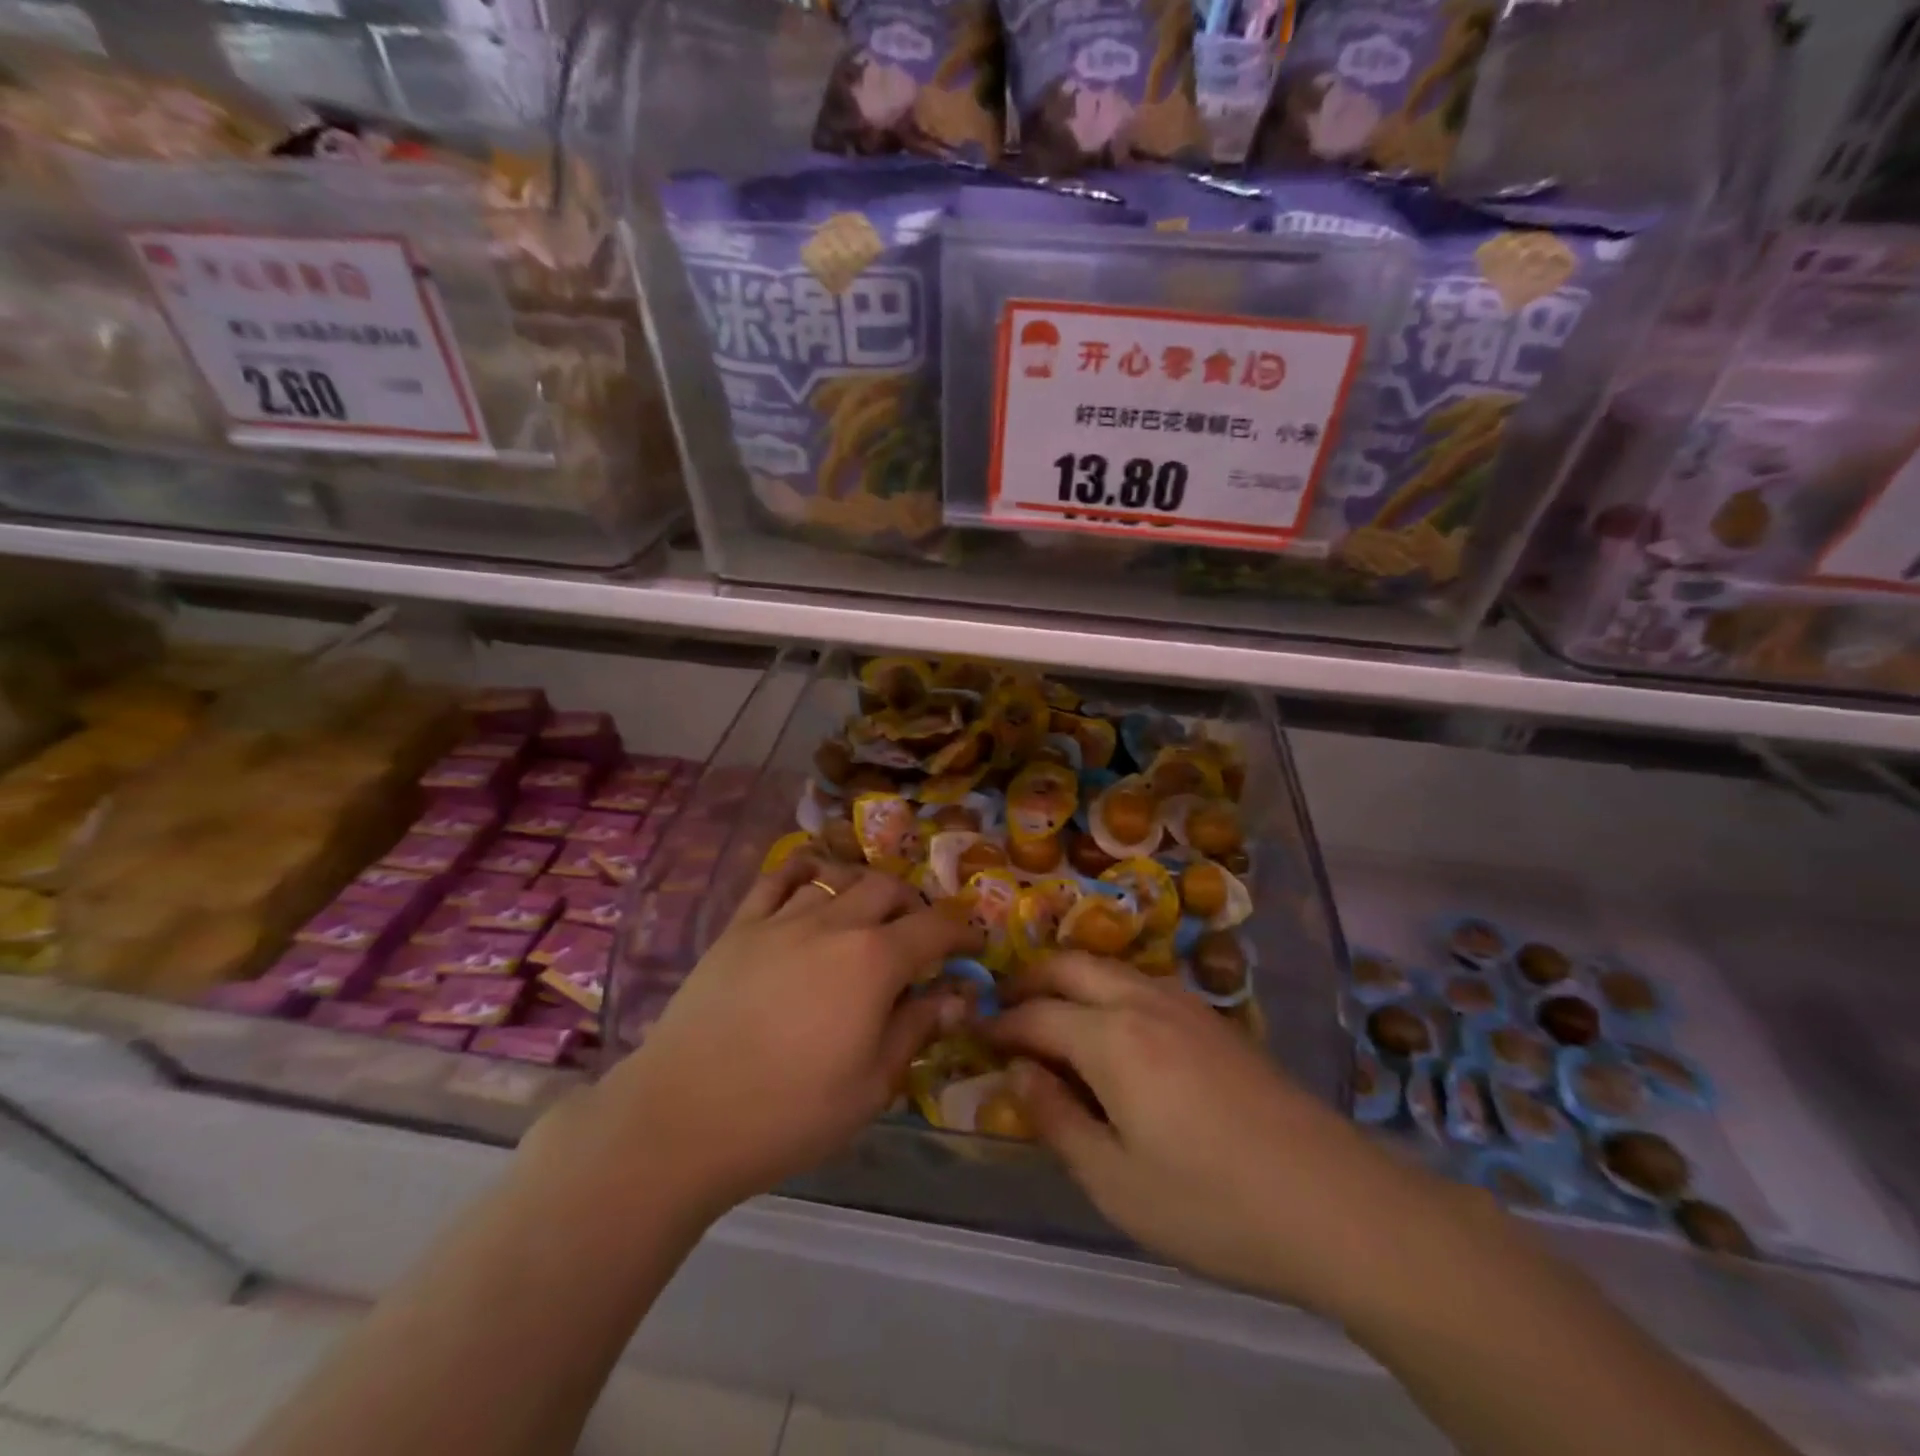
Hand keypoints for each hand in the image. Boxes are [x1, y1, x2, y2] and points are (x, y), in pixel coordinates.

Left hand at [591, 855, 980, 1215]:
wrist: (683, 1118)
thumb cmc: (789, 1113)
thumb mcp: (872, 1086)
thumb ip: (916, 1029)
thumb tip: (955, 995)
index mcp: (873, 960)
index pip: (934, 928)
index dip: (961, 932)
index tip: (972, 945)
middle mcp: (833, 923)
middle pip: (887, 888)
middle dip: (913, 905)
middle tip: (917, 936)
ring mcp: (781, 919)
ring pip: (837, 876)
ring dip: (863, 888)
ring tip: (867, 914)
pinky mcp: (739, 926)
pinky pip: (777, 878)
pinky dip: (804, 872)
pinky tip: (811, 883)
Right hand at [986, 953, 1440, 1312]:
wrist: (1334, 1203)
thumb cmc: (1212, 1204)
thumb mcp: (1116, 1183)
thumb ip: (1057, 1120)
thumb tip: (1018, 1072)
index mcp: (1112, 1038)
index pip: (1037, 1015)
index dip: (1001, 1024)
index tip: (976, 1034)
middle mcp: (1144, 1002)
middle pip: (1071, 967)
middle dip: (1030, 981)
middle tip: (1005, 1008)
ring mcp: (1185, 1005)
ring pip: (1110, 967)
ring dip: (1071, 979)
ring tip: (1052, 1015)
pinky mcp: (1215, 1020)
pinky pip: (1143, 983)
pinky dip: (1108, 989)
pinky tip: (1114, 1028)